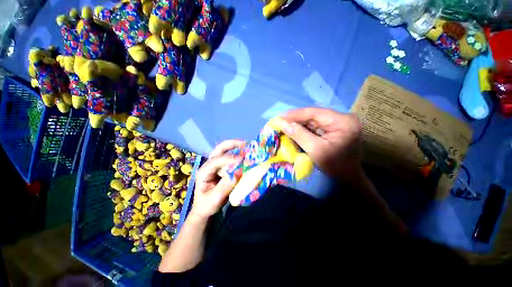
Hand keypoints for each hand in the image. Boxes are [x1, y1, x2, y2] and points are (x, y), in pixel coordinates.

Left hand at [190, 140, 243, 219]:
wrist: (205, 209)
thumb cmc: (207, 205)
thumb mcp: (215, 199)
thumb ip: (226, 186)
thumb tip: (239, 173)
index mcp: (203, 172)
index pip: (215, 161)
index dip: (229, 159)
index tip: (242, 159)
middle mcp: (209, 165)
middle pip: (219, 150)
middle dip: (231, 144)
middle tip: (244, 144)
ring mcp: (216, 166)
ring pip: (225, 151)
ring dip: (236, 148)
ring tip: (247, 147)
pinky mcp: (222, 168)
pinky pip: (230, 158)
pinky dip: (238, 154)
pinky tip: (245, 155)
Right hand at [281, 107, 361, 182]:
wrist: (348, 176)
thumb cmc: (335, 166)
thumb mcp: (316, 151)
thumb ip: (299, 135)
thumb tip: (283, 123)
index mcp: (342, 122)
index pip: (314, 113)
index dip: (295, 114)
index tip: (279, 117)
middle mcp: (341, 118)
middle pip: (313, 115)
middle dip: (296, 119)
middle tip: (280, 122)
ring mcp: (338, 122)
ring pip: (313, 120)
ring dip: (298, 123)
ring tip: (284, 125)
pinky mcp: (334, 128)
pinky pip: (315, 125)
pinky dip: (304, 128)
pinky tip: (294, 130)